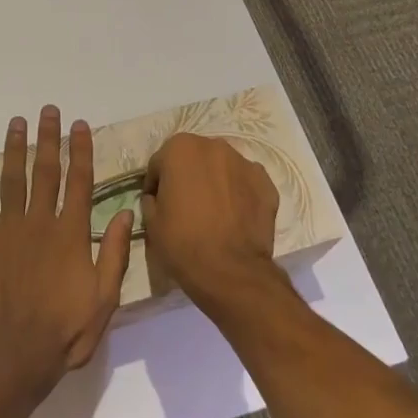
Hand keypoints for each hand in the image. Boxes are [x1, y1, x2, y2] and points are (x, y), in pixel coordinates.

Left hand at [0, 106, 133, 390]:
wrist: (16, 354)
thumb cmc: (65, 329)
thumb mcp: (105, 297)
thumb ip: (116, 253)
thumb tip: (127, 212)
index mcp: (71, 233)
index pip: (79, 182)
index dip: (81, 151)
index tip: (80, 125)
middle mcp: (40, 222)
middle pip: (46, 172)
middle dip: (49, 139)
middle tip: (48, 110)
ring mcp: (7, 231)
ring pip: (12, 179)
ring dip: (15, 148)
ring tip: (17, 122)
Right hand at [141, 133, 280, 312]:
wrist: (230, 271)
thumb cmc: (182, 242)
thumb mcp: (151, 222)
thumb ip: (152, 199)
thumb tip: (159, 197)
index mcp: (180, 149)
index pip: (160, 162)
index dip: (156, 184)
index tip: (158, 203)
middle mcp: (214, 146)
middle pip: (194, 158)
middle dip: (188, 176)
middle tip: (185, 205)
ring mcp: (245, 163)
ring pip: (222, 168)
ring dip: (215, 182)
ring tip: (213, 212)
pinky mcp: (266, 183)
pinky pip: (245, 183)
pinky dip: (239, 194)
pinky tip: (234, 217)